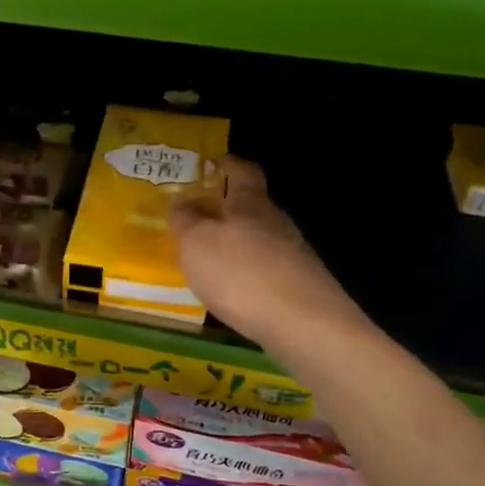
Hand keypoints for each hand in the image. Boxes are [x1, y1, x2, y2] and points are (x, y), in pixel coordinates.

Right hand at [170, 157, 368, 351]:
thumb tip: (182, 202)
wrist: (302, 324)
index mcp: (250, 204)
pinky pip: (265, 269)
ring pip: (259, 240)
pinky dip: (246, 273)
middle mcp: (276, 223)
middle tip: (197, 217)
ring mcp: (292, 255)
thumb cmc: (241, 273)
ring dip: (236, 244)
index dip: (228, 164)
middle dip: (226, 210)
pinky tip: (232, 290)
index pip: (243, 172)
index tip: (214, 161)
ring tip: (208, 259)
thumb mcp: (197, 243)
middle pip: (252, 207)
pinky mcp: (298, 286)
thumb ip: (186, 220)